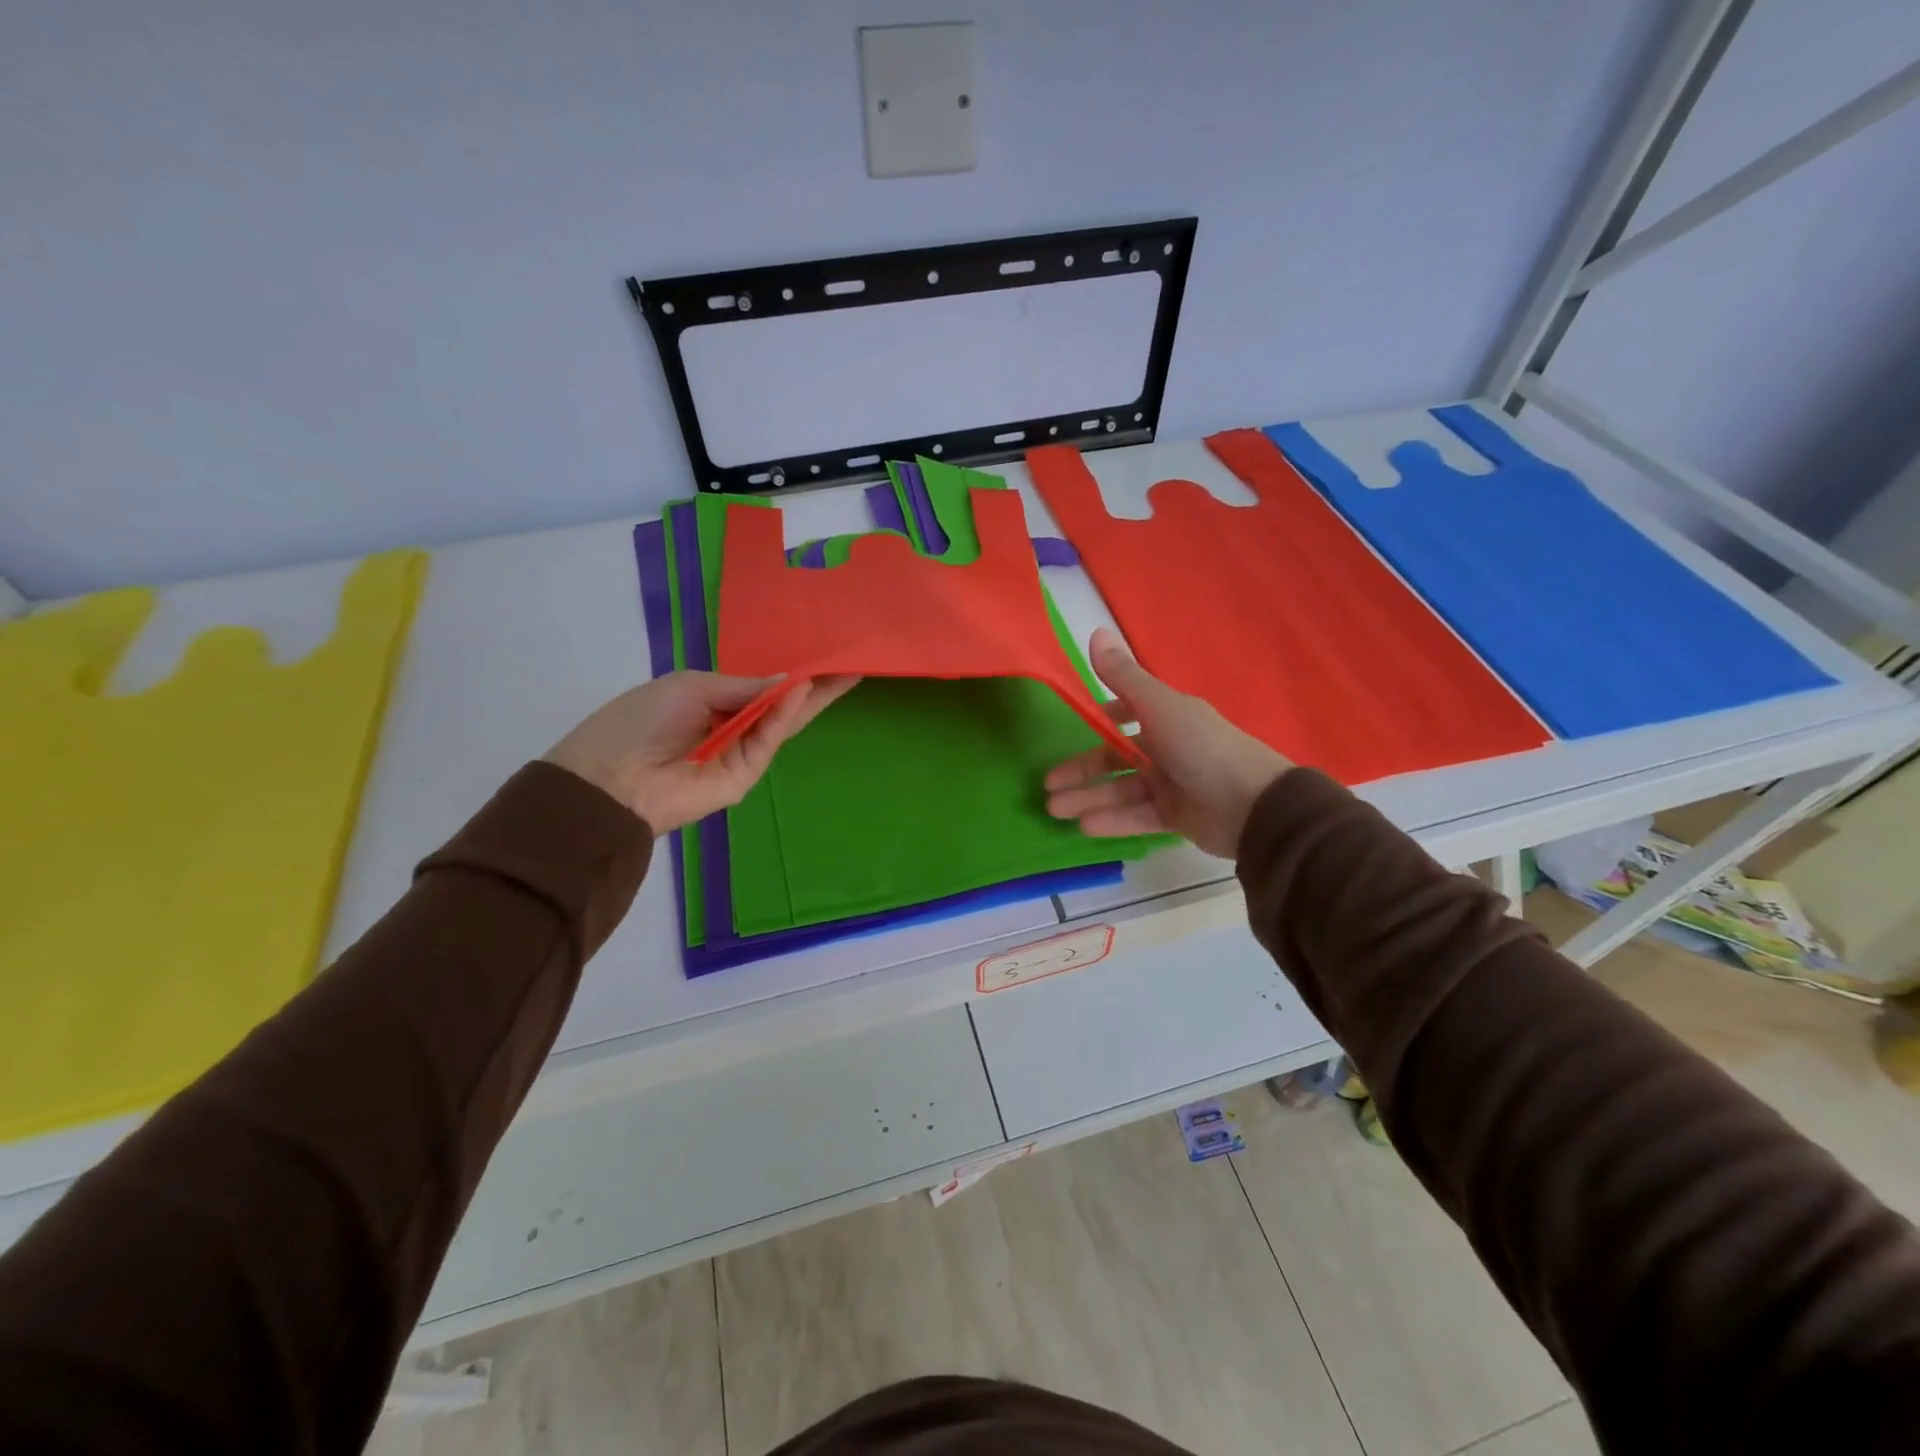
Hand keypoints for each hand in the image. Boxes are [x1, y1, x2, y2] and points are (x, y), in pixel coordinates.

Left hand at [545, 671, 858, 832]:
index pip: (761, 688)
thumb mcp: (689, 688)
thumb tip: (787, 682)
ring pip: (782, 724)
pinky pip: (766, 742)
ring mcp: (739, 755)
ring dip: (811, 698)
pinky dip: (783, 716)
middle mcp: (730, 728)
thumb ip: (740, 687)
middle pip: (781, 706)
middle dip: (815, 686)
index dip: (790, 673)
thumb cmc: (639, 722)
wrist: (608, 780)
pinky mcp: (743, 777)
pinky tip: (800, 691)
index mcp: (712, 704)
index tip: (824, 653)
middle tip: (851, 663)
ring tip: (844, 671)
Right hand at [1045, 628, 1291, 858]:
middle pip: (1116, 759)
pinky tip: (1083, 827)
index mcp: (1167, 717)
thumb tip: (1095, 631)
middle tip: (1048, 788)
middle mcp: (1167, 748)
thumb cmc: (1202, 748)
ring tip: (1055, 811)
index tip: (1071, 731)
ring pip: (1120, 791)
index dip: (1098, 722)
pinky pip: (1136, 816)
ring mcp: (1171, 784)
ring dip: (1088, 799)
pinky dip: (1111, 820)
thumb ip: (1124, 676)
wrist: (1254, 806)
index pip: (1125, 714)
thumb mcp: (1159, 707)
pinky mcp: (1176, 817)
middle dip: (1081, 772)